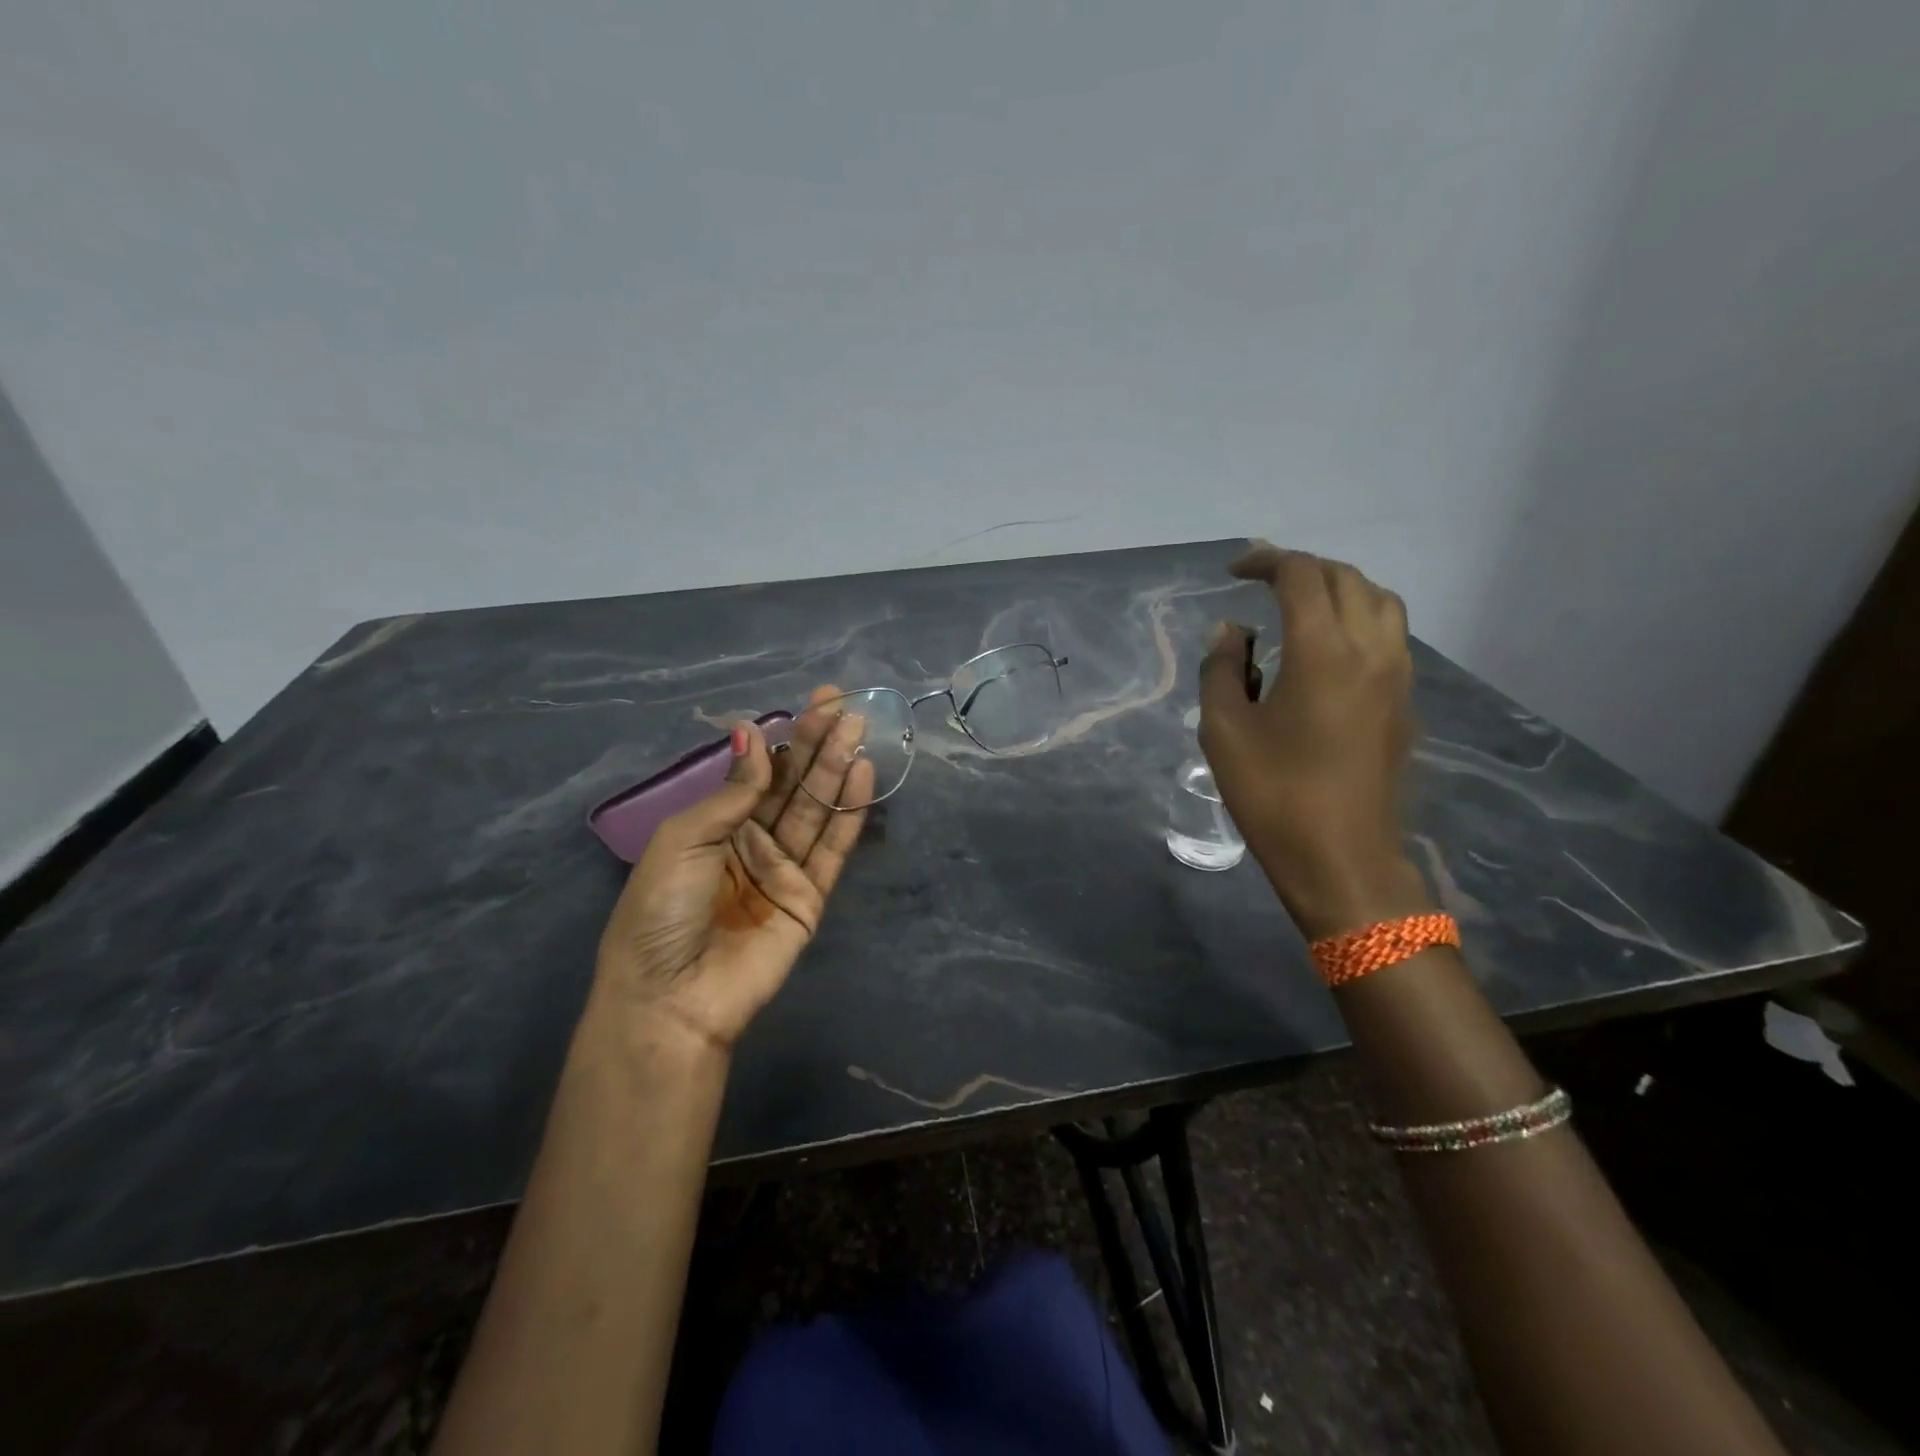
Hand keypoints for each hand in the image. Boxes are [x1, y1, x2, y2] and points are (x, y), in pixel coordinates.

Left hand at [592, 687, 873, 1052]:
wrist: (672, 997)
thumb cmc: (662, 910)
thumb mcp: (685, 838)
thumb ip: (733, 791)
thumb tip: (753, 733)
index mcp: (714, 825)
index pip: (760, 771)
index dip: (788, 736)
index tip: (817, 702)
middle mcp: (751, 841)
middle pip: (793, 785)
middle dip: (818, 745)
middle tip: (845, 708)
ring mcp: (783, 870)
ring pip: (816, 810)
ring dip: (838, 770)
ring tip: (859, 730)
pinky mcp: (809, 898)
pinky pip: (832, 848)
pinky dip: (850, 813)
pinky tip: (863, 775)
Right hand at [1198, 544, 1431, 939]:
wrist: (1342, 858)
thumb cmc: (1274, 794)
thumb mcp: (1224, 731)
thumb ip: (1222, 670)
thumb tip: (1232, 633)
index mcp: (1323, 651)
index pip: (1302, 576)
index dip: (1266, 562)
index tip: (1234, 572)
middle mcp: (1371, 650)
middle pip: (1346, 579)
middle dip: (1302, 569)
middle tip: (1261, 582)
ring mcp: (1397, 676)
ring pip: (1379, 602)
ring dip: (1339, 589)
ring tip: (1300, 606)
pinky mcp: (1404, 703)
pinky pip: (1388, 636)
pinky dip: (1357, 619)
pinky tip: (1326, 649)